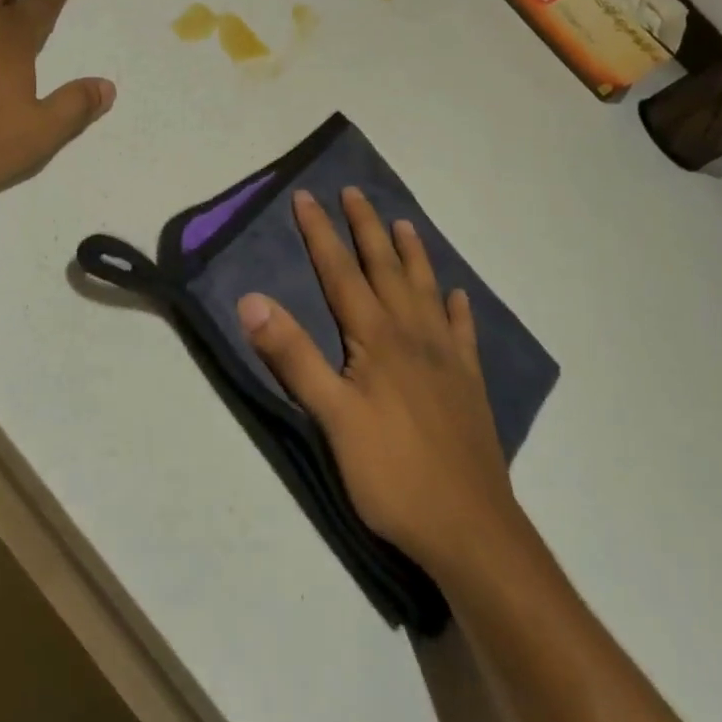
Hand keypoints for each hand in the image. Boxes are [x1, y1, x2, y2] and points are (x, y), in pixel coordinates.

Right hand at [237, 187, 516, 574]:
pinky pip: (463, 332)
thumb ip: (293, 356)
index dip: (321, 234)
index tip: (306, 197)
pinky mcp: (468, 384)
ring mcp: (447, 358)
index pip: (341, 273)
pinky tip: (457, 296)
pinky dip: (456, 307)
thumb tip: (252, 300)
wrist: (470, 528)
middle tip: (354, 193)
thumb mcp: (331, 417)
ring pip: (426, 290)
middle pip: (386, 269)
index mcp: (376, 338)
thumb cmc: (392, 474)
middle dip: (366, 229)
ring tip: (404, 224)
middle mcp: (414, 334)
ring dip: (412, 254)